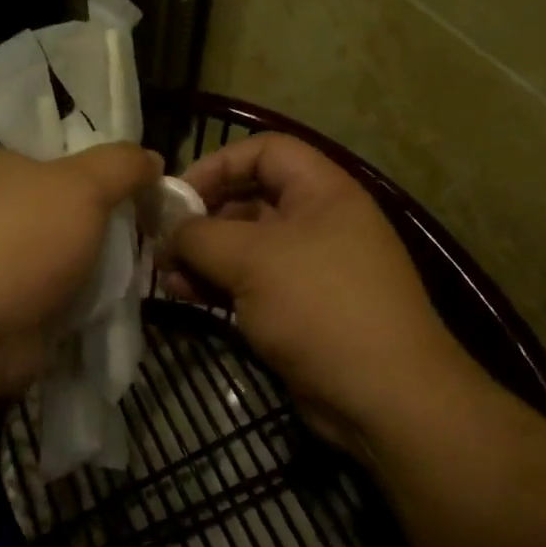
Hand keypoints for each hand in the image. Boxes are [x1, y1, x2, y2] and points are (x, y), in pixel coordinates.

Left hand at [0, 144, 160, 400]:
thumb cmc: (24, 240)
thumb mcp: (84, 184)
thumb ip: (123, 165)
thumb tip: (152, 159)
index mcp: (12, 164)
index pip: (71, 148)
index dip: (113, 159)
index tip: (152, 177)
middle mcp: (9, 206)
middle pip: (79, 201)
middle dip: (118, 214)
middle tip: (160, 223)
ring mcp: (13, 257)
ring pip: (79, 248)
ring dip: (111, 259)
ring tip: (150, 262)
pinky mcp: (22, 301)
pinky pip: (71, 289)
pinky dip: (96, 293)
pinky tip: (127, 295)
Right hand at [169, 134, 492, 455]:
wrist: (383, 396)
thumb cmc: (320, 306)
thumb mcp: (251, 259)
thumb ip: (199, 235)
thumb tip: (168, 232)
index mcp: (322, 191)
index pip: (265, 151)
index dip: (218, 163)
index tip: (177, 196)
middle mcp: (318, 221)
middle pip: (249, 199)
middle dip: (202, 218)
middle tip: (162, 242)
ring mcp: (310, 267)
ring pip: (245, 245)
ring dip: (203, 256)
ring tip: (167, 277)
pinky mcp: (299, 308)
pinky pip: (250, 282)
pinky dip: (217, 284)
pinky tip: (186, 296)